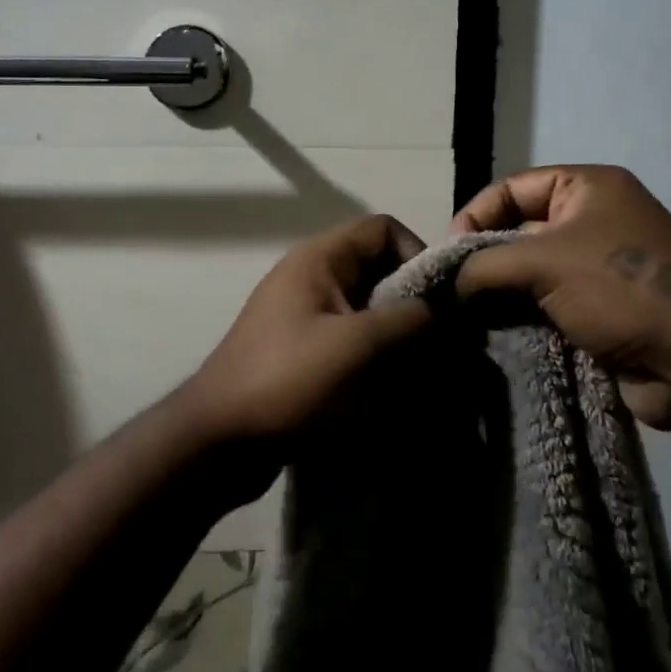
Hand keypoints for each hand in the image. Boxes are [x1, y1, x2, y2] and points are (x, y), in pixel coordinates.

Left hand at [181, 214, 432, 451]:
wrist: (218, 441)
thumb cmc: (289, 381)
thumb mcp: (359, 346)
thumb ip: (413, 321)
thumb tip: (452, 313)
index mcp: (320, 259)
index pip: (383, 230)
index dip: (418, 255)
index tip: (440, 302)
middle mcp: (313, 278)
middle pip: (380, 273)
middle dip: (414, 309)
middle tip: (440, 349)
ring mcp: (307, 317)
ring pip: (371, 314)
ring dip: (399, 342)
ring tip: (420, 380)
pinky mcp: (305, 354)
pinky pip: (354, 345)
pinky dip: (377, 364)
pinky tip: (392, 399)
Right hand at [452, 165, 670, 427]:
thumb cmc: (620, 287)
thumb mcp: (542, 261)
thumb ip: (485, 265)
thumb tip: (450, 285)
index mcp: (587, 188)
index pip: (513, 188)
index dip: (476, 214)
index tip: (449, 253)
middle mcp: (593, 221)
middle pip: (519, 230)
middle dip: (485, 259)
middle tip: (451, 290)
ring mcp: (598, 268)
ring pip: (530, 274)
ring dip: (500, 294)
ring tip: (466, 317)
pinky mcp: (600, 311)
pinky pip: (547, 306)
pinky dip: (521, 319)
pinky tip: (494, 335)